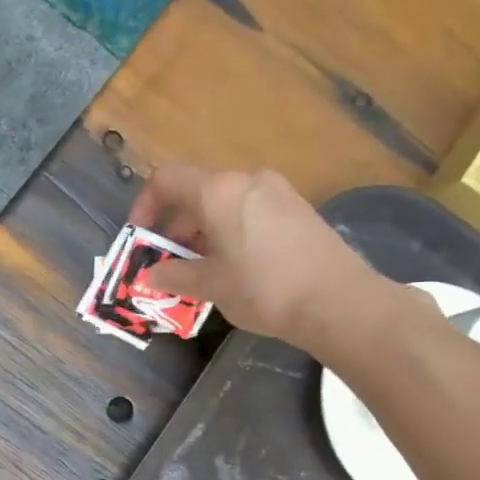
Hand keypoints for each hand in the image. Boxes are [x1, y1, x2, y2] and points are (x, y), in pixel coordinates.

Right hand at [129, 165, 396, 358]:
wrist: (336, 300)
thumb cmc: (263, 289)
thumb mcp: (210, 285)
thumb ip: (174, 275)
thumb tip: (150, 274)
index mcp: (217, 191)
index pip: (165, 179)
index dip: (145, 205)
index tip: (142, 238)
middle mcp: (246, 179)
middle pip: (195, 191)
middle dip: (175, 226)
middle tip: (170, 263)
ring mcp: (275, 190)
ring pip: (223, 202)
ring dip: (202, 231)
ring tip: (202, 270)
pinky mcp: (296, 207)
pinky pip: (248, 210)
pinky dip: (230, 230)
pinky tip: (235, 266)